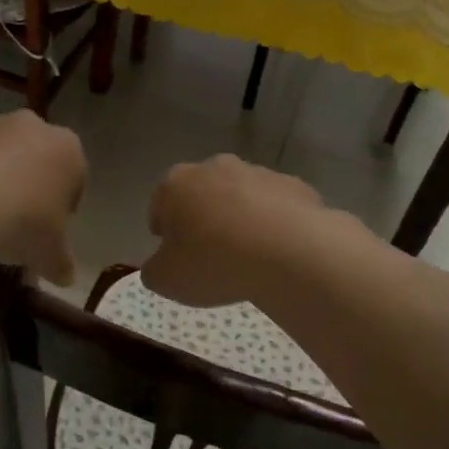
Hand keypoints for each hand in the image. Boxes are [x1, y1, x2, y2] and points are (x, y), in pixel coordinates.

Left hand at [0, 111, 85, 284]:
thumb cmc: (25, 223)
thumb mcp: (51, 255)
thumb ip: (61, 263)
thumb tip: (65, 277)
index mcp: (68, 150)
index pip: (74, 178)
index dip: (63, 208)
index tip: (49, 232)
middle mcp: (32, 127)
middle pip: (34, 161)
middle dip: (27, 189)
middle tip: (15, 226)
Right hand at [143, 155, 326, 306]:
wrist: (289, 252)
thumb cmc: (214, 263)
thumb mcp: (166, 280)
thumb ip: (154, 270)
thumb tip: (160, 264)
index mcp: (176, 184)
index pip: (160, 206)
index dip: (165, 233)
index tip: (175, 256)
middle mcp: (214, 167)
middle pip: (201, 194)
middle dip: (203, 219)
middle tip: (209, 255)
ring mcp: (258, 172)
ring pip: (240, 197)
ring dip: (239, 219)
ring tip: (247, 256)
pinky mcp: (294, 185)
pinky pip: (275, 207)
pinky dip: (272, 224)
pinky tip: (277, 251)